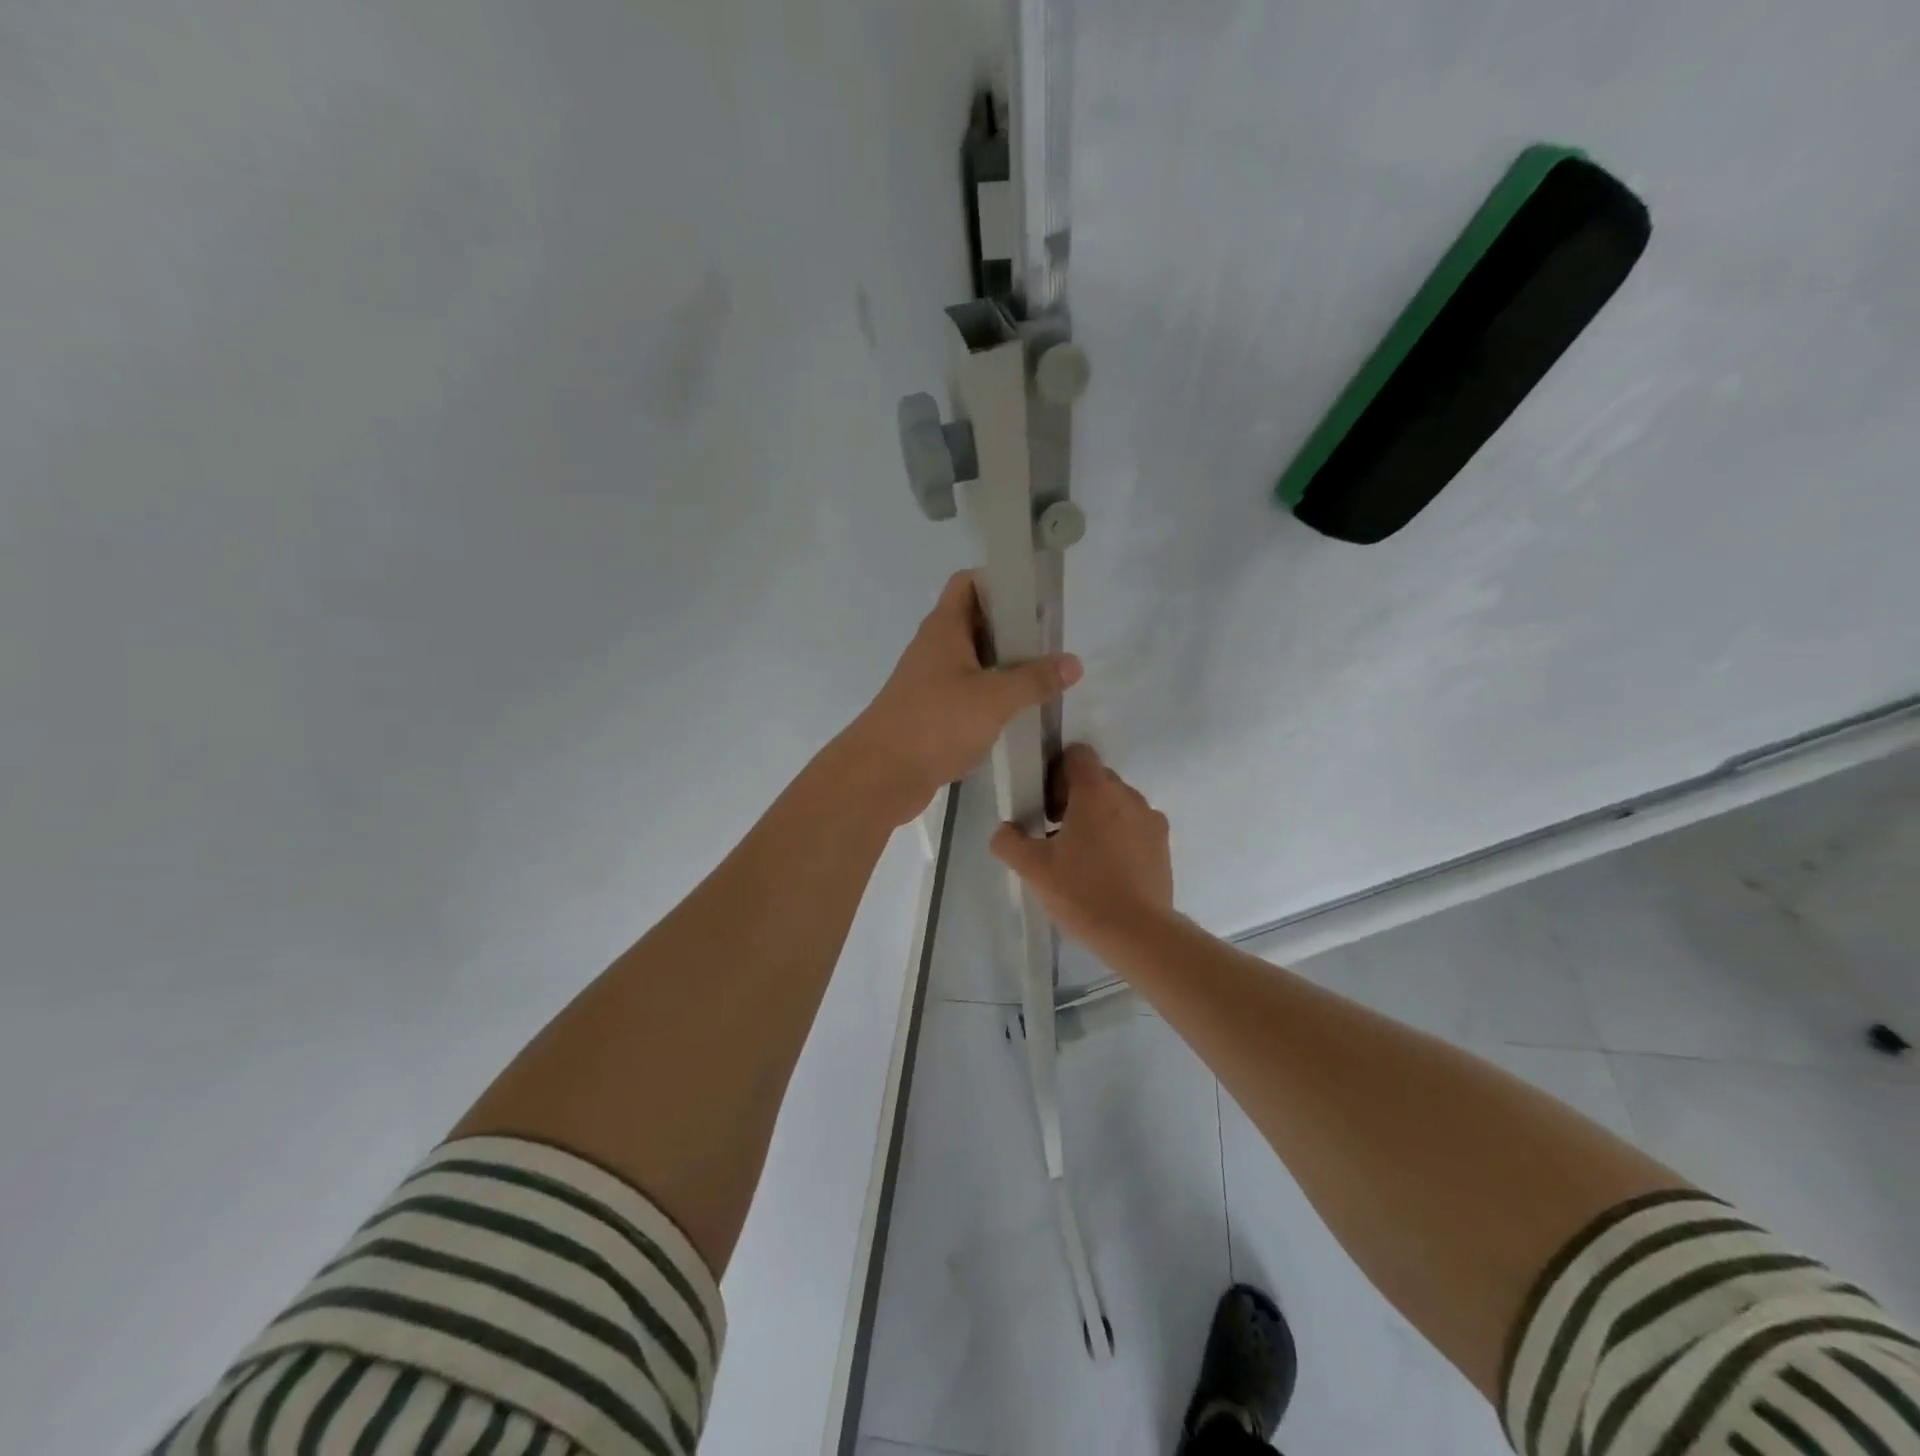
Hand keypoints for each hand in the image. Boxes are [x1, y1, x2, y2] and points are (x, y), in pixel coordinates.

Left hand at [845, 572, 1081, 824]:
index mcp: (944, 628)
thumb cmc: (935, 723)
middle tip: (1052, 646)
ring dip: (1006, 668)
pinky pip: (968, 694)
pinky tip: (1018, 714)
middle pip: (977, 623)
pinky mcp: (932, 714)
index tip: (1036, 600)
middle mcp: (935, 649)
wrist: (879, 776)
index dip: (1001, 582)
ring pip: (975, 662)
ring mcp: (931, 683)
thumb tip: (1073, 663)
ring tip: (1044, 680)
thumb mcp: (994, 698)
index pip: (969, 583)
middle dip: (1014, 630)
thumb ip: (1035, 680)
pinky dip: (992, 698)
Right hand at [990, 744, 1173, 948]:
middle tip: (1056, 835)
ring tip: (1083, 857)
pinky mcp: (1163, 844)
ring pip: (1117, 803)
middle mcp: (1127, 795)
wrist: (1138, 933)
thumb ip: (1009, 841)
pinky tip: (1107, 870)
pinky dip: (1119, 836)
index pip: (1077, 754)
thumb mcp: (1032, 868)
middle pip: (1096, 779)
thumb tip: (1006, 829)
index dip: (1056, 772)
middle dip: (1074, 797)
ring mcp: (1150, 819)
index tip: (1047, 805)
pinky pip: (1135, 825)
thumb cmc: (1082, 892)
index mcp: (1095, 791)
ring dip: (1098, 817)